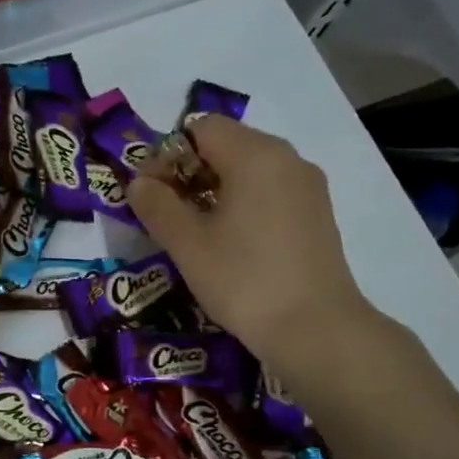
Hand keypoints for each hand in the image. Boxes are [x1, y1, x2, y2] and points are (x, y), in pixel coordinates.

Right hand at [127, 115, 381, 363]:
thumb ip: (157, 206)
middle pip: (228, 144)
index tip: (151, 195)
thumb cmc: (244, 280)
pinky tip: (233, 243)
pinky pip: (272, 191)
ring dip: (216, 189)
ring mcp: (308, 186)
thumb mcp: (187, 244)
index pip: (201, 128)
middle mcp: (287, 158)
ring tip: (197, 232)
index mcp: (255, 154)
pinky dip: (245, 204)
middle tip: (168, 214)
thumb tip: (139, 183)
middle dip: (190, 172)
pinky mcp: (318, 214)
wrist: (316, 329)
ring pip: (251, 169)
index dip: (167, 155)